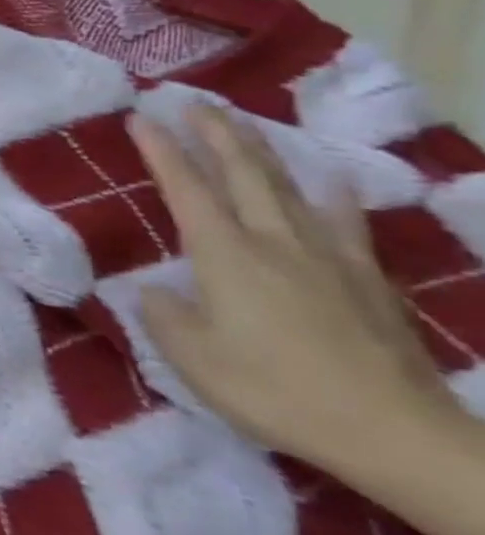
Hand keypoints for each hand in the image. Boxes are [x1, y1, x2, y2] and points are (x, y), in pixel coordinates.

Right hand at [129, 105, 456, 476]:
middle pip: (243, 174)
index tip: (141, 118)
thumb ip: (165, 316)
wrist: (393, 431)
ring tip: (244, 126)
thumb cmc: (275, 391)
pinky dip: (333, 195)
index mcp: (225, 257)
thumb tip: (155, 291)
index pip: (186, 190)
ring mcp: (327, 257)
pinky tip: (333, 180)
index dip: (161, 152)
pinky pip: (345, 222)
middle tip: (193, 103)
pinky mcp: (365, 279)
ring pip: (288, 189)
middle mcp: (274, 243)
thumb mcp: (194, 360)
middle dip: (215, 134)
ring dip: (261, 152)